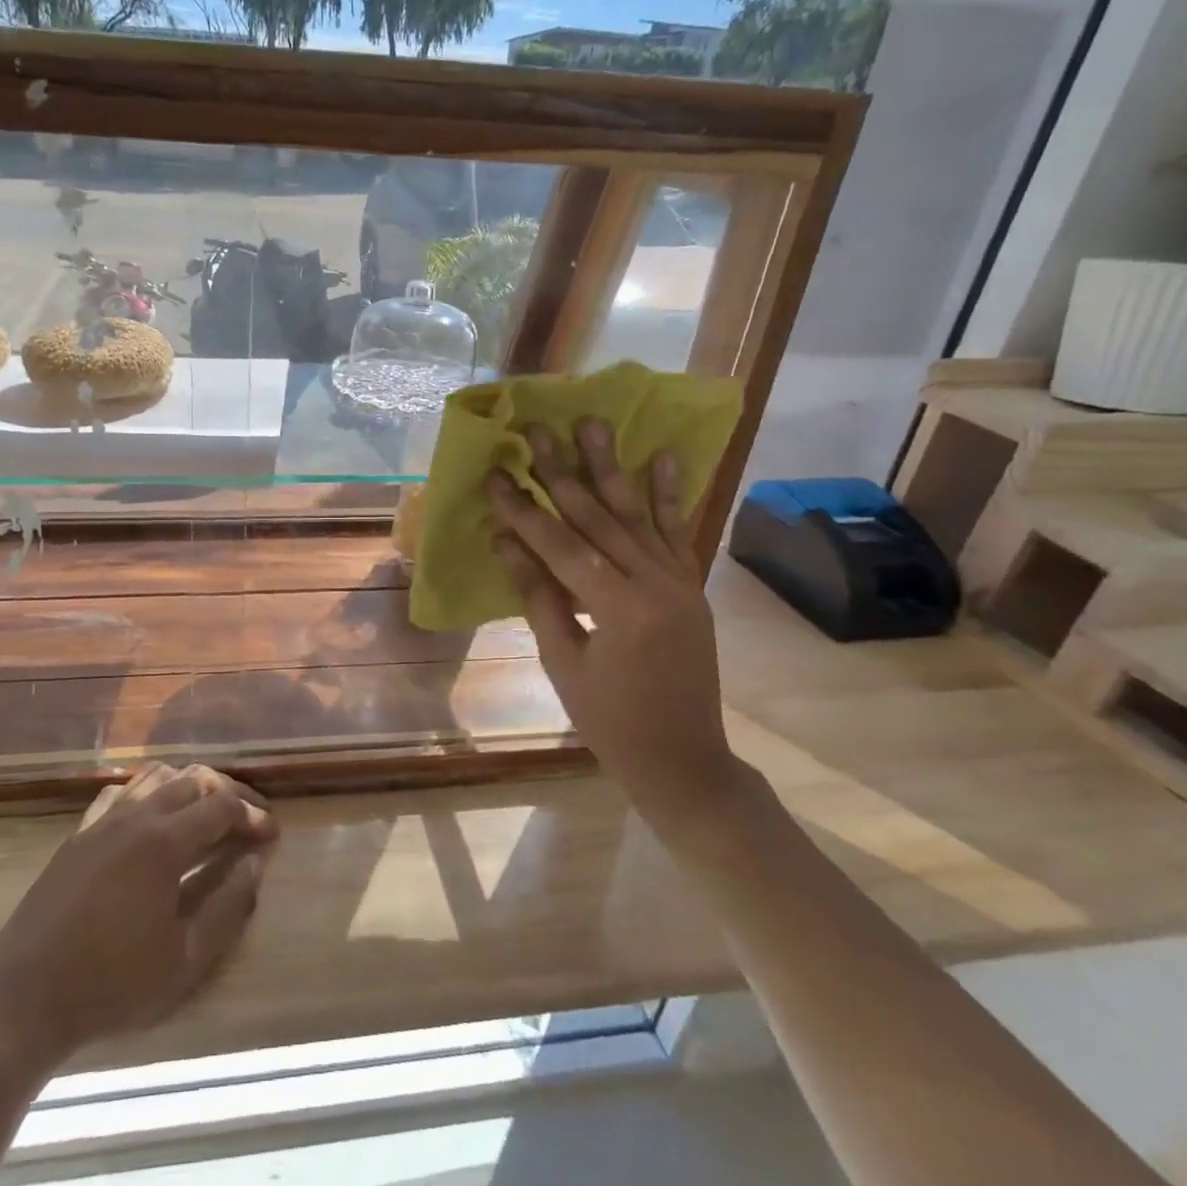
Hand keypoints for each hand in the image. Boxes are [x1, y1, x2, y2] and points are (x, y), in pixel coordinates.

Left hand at [0, 764, 276, 1060]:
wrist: (23, 999)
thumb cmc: (111, 985)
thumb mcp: (184, 961)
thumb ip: (228, 907)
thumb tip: (256, 864)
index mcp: (164, 842)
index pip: (221, 805)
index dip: (251, 815)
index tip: (270, 835)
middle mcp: (136, 816)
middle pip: (192, 780)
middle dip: (227, 792)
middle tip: (248, 818)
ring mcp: (103, 820)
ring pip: (156, 776)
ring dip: (189, 786)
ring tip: (207, 812)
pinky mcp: (79, 833)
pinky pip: (121, 791)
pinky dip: (148, 791)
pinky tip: (153, 816)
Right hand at [485, 418, 739, 822]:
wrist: (684, 761)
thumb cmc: (610, 722)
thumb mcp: (564, 663)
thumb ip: (540, 597)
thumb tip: (507, 541)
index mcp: (619, 610)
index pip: (562, 547)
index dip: (525, 511)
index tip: (497, 475)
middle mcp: (656, 585)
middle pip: (601, 518)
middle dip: (564, 472)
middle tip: (538, 430)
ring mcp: (680, 582)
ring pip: (638, 515)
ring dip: (611, 467)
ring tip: (592, 424)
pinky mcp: (690, 586)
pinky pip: (676, 532)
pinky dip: (667, 494)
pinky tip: (661, 456)